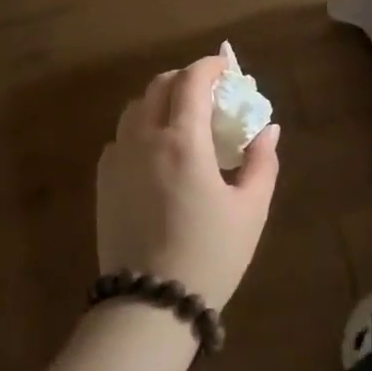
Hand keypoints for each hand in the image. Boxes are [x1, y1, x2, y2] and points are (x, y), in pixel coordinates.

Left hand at [95, 56, 280, 309]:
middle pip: (159, 86)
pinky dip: (142, 128)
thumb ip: (261, 162)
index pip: (192, 81)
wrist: (150, 305)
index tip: (227, 67)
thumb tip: (268, 130)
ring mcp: (117, 160)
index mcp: (183, 141)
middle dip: (186, 79)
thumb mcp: (251, 209)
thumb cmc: (210, 254)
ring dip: (161, 100)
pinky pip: (121, 137)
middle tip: (210, 94)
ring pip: (135, 108)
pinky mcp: (103, 182)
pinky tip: (158, 153)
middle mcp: (144, 139)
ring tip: (184, 120)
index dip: (211, 65)